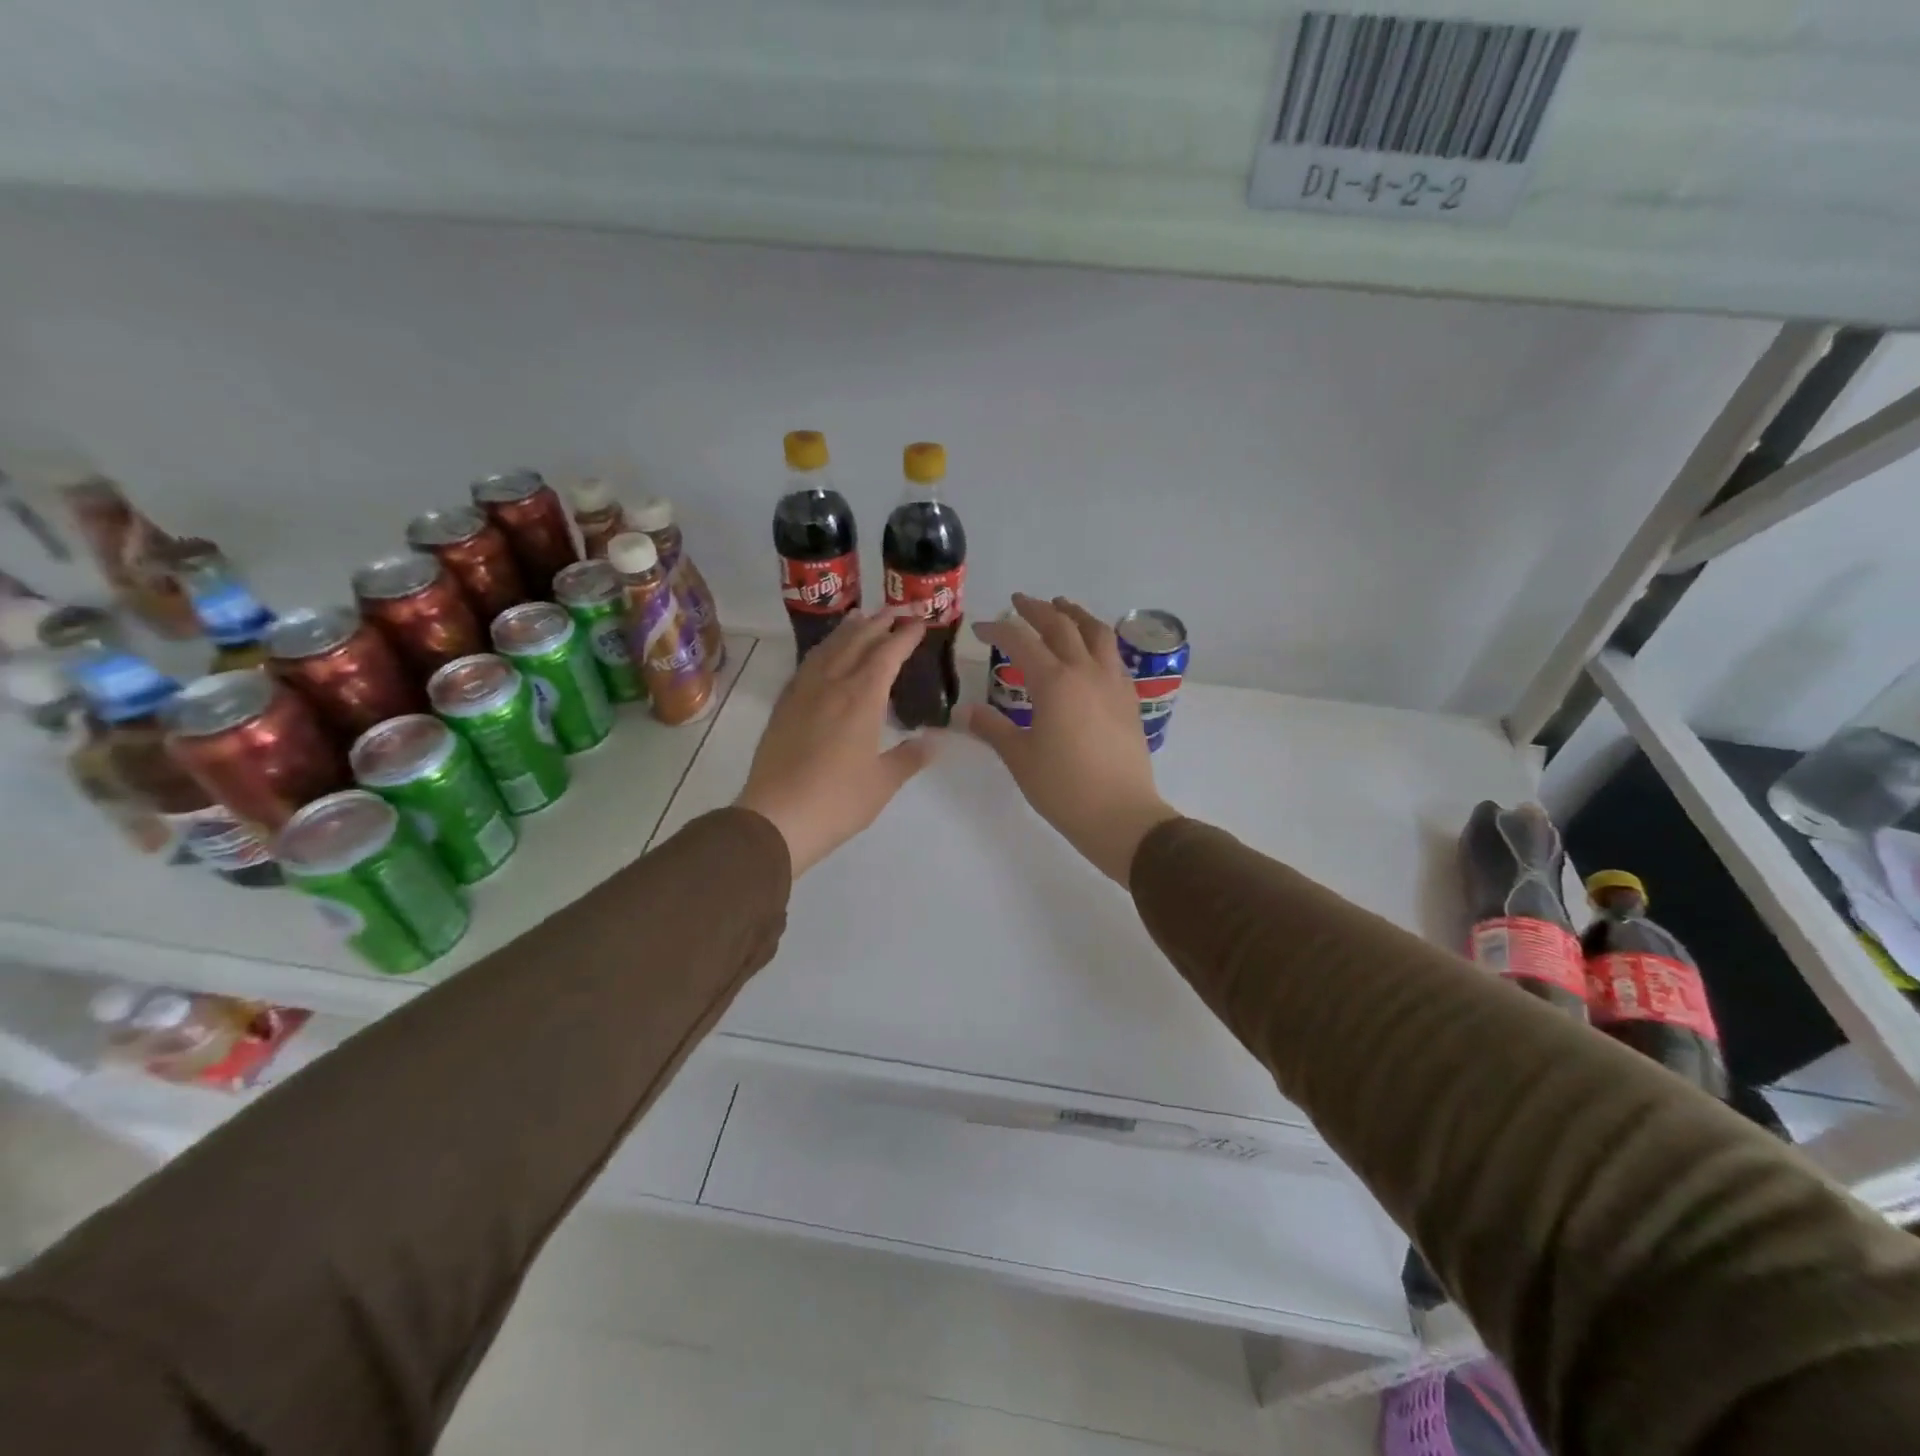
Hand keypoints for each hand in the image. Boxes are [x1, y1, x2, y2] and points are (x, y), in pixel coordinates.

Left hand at [735, 612, 937, 876]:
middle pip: (856, 642)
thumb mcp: (884, 782)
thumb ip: (910, 756)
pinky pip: (807, 666)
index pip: (887, 654)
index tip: (920, 622)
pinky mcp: (784, 707)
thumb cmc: (838, 801)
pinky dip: (822, 650)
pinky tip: (824, 655)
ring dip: (847, 630)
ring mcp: (803, 693)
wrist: (776, 817)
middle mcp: (832, 685)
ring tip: (860, 617)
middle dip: (879, 623)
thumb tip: (936, 740)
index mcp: (861, 699)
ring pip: (828, 648)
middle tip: (896, 611)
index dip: (905, 636)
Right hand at [967, 594, 1178, 884]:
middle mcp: (1086, 672)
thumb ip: (993, 728)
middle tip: (1019, 602)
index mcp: (1054, 682)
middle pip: (1061, 625)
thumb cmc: (1063, 788)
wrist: (1120, 814)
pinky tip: (1092, 650)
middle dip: (1037, 609)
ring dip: (1076, 614)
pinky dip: (1098, 641)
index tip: (980, 628)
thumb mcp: (1019, 758)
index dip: (998, 629)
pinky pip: (1114, 656)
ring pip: (1097, 633)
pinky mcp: (1129, 699)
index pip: (1021, 641)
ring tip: (1063, 607)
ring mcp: (1113, 683)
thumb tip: (966, 712)